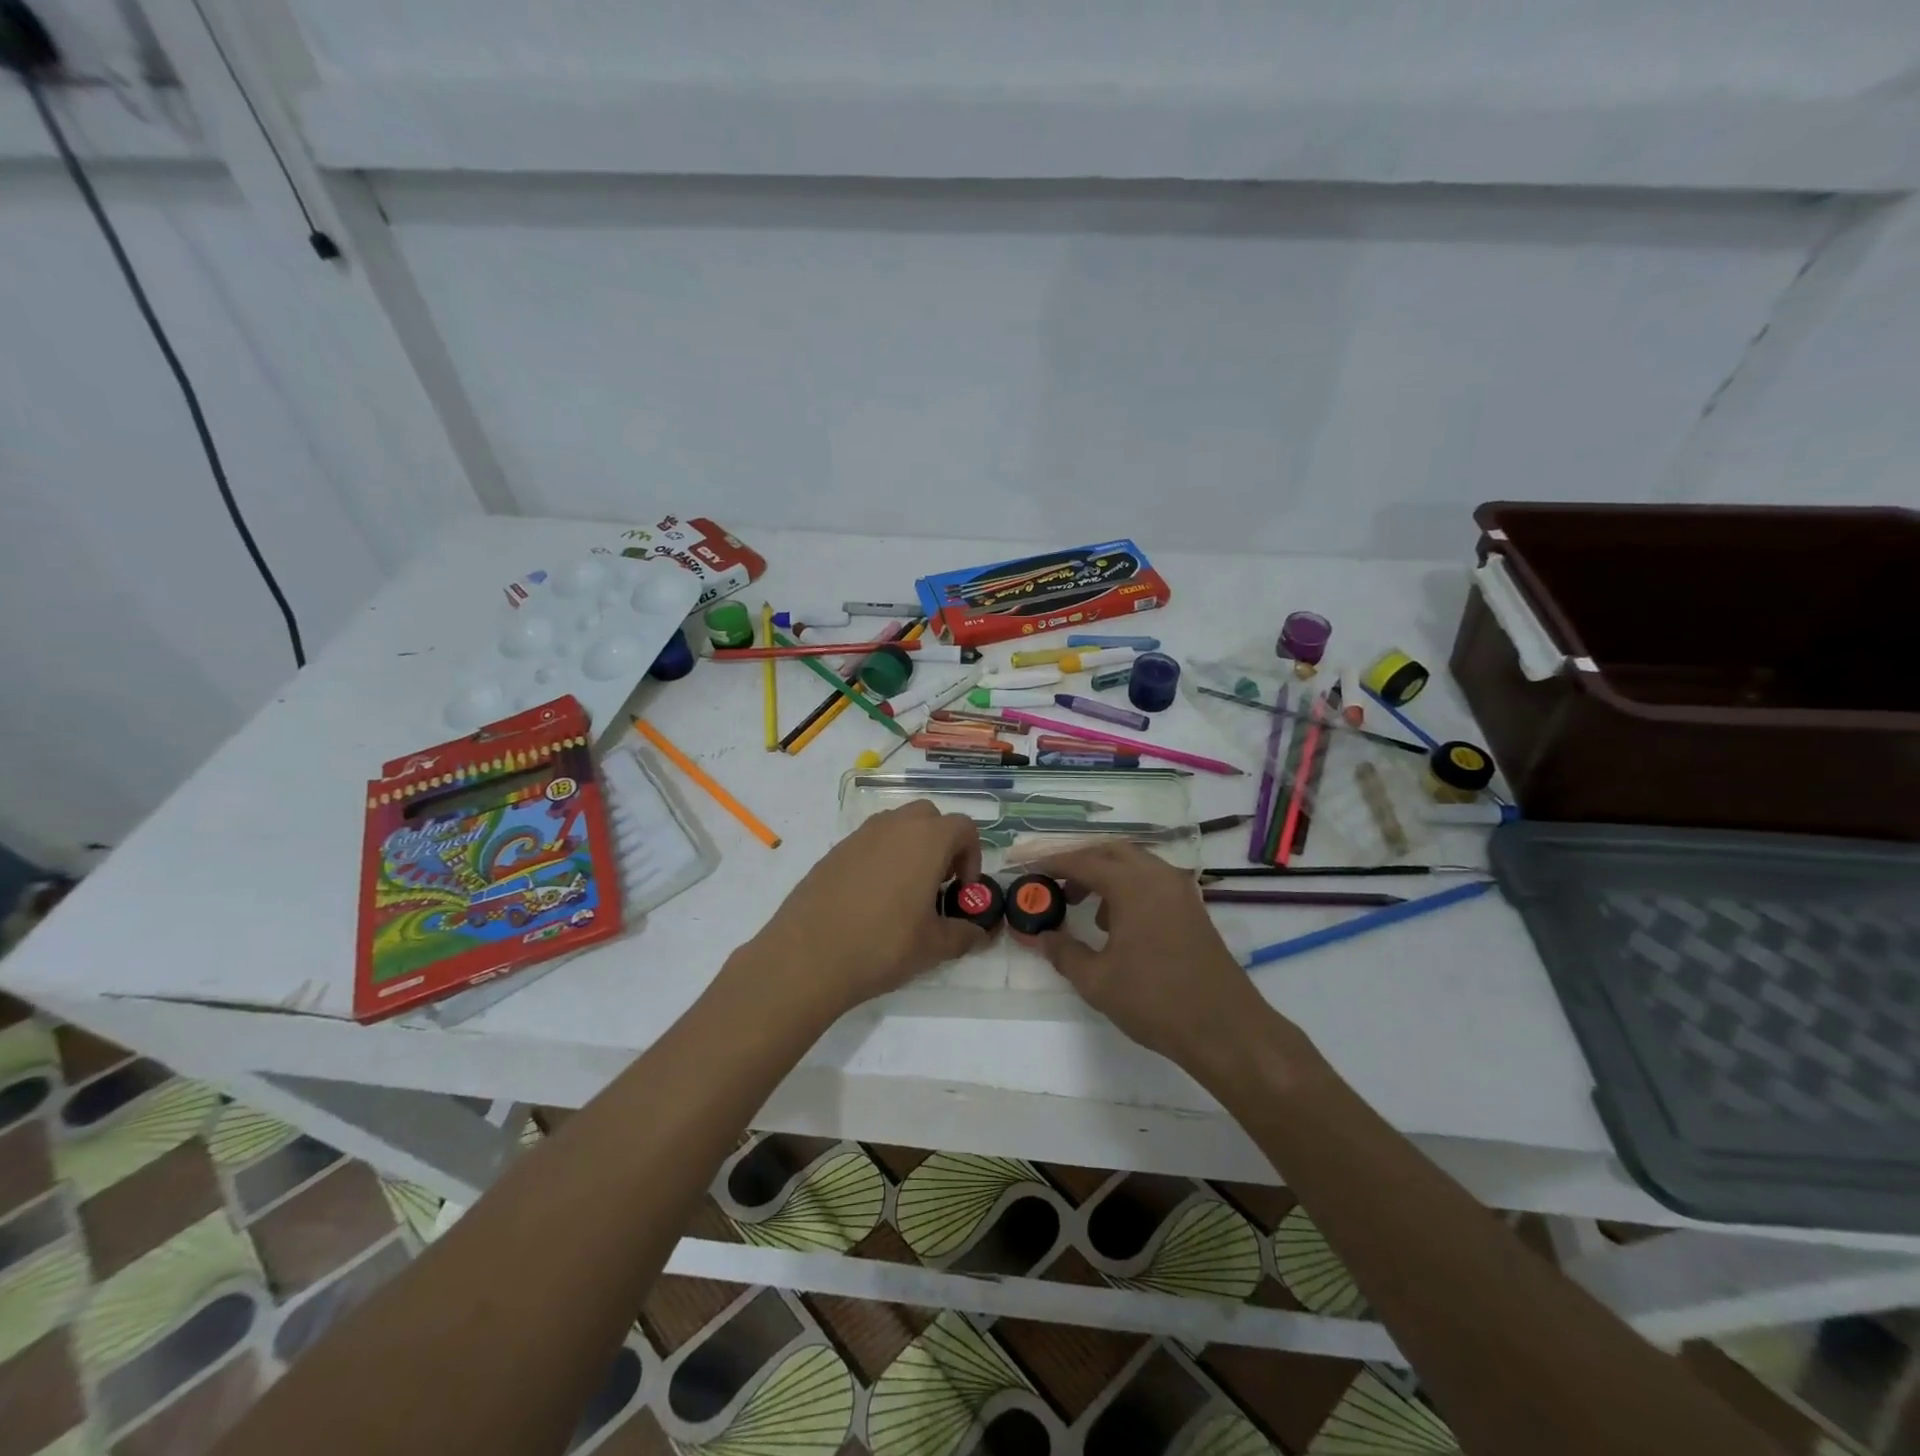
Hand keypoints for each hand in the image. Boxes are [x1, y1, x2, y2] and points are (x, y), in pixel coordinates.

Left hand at [746, 802, 990, 1015]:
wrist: (807, 956)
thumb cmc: (882, 945)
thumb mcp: (933, 946)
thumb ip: (965, 934)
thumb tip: (981, 934)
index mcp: (926, 840)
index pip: (963, 827)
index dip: (972, 856)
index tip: (961, 890)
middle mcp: (893, 826)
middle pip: (929, 816)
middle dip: (941, 843)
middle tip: (937, 882)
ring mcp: (859, 836)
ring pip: (896, 825)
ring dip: (909, 847)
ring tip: (904, 891)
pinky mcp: (833, 851)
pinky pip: (868, 842)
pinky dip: (880, 858)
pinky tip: (870, 899)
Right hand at [1019, 843, 1316, 1080]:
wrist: (1226, 1030)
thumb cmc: (1156, 1001)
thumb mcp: (1097, 980)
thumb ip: (1063, 952)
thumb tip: (1037, 937)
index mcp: (1134, 885)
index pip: (1084, 861)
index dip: (1051, 863)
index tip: (1027, 867)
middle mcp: (1159, 877)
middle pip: (1111, 852)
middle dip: (1080, 862)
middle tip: (1053, 882)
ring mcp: (1181, 892)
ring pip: (1135, 865)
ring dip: (1105, 875)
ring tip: (1081, 904)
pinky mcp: (1193, 910)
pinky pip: (1152, 882)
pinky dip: (1128, 889)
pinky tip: (1116, 924)